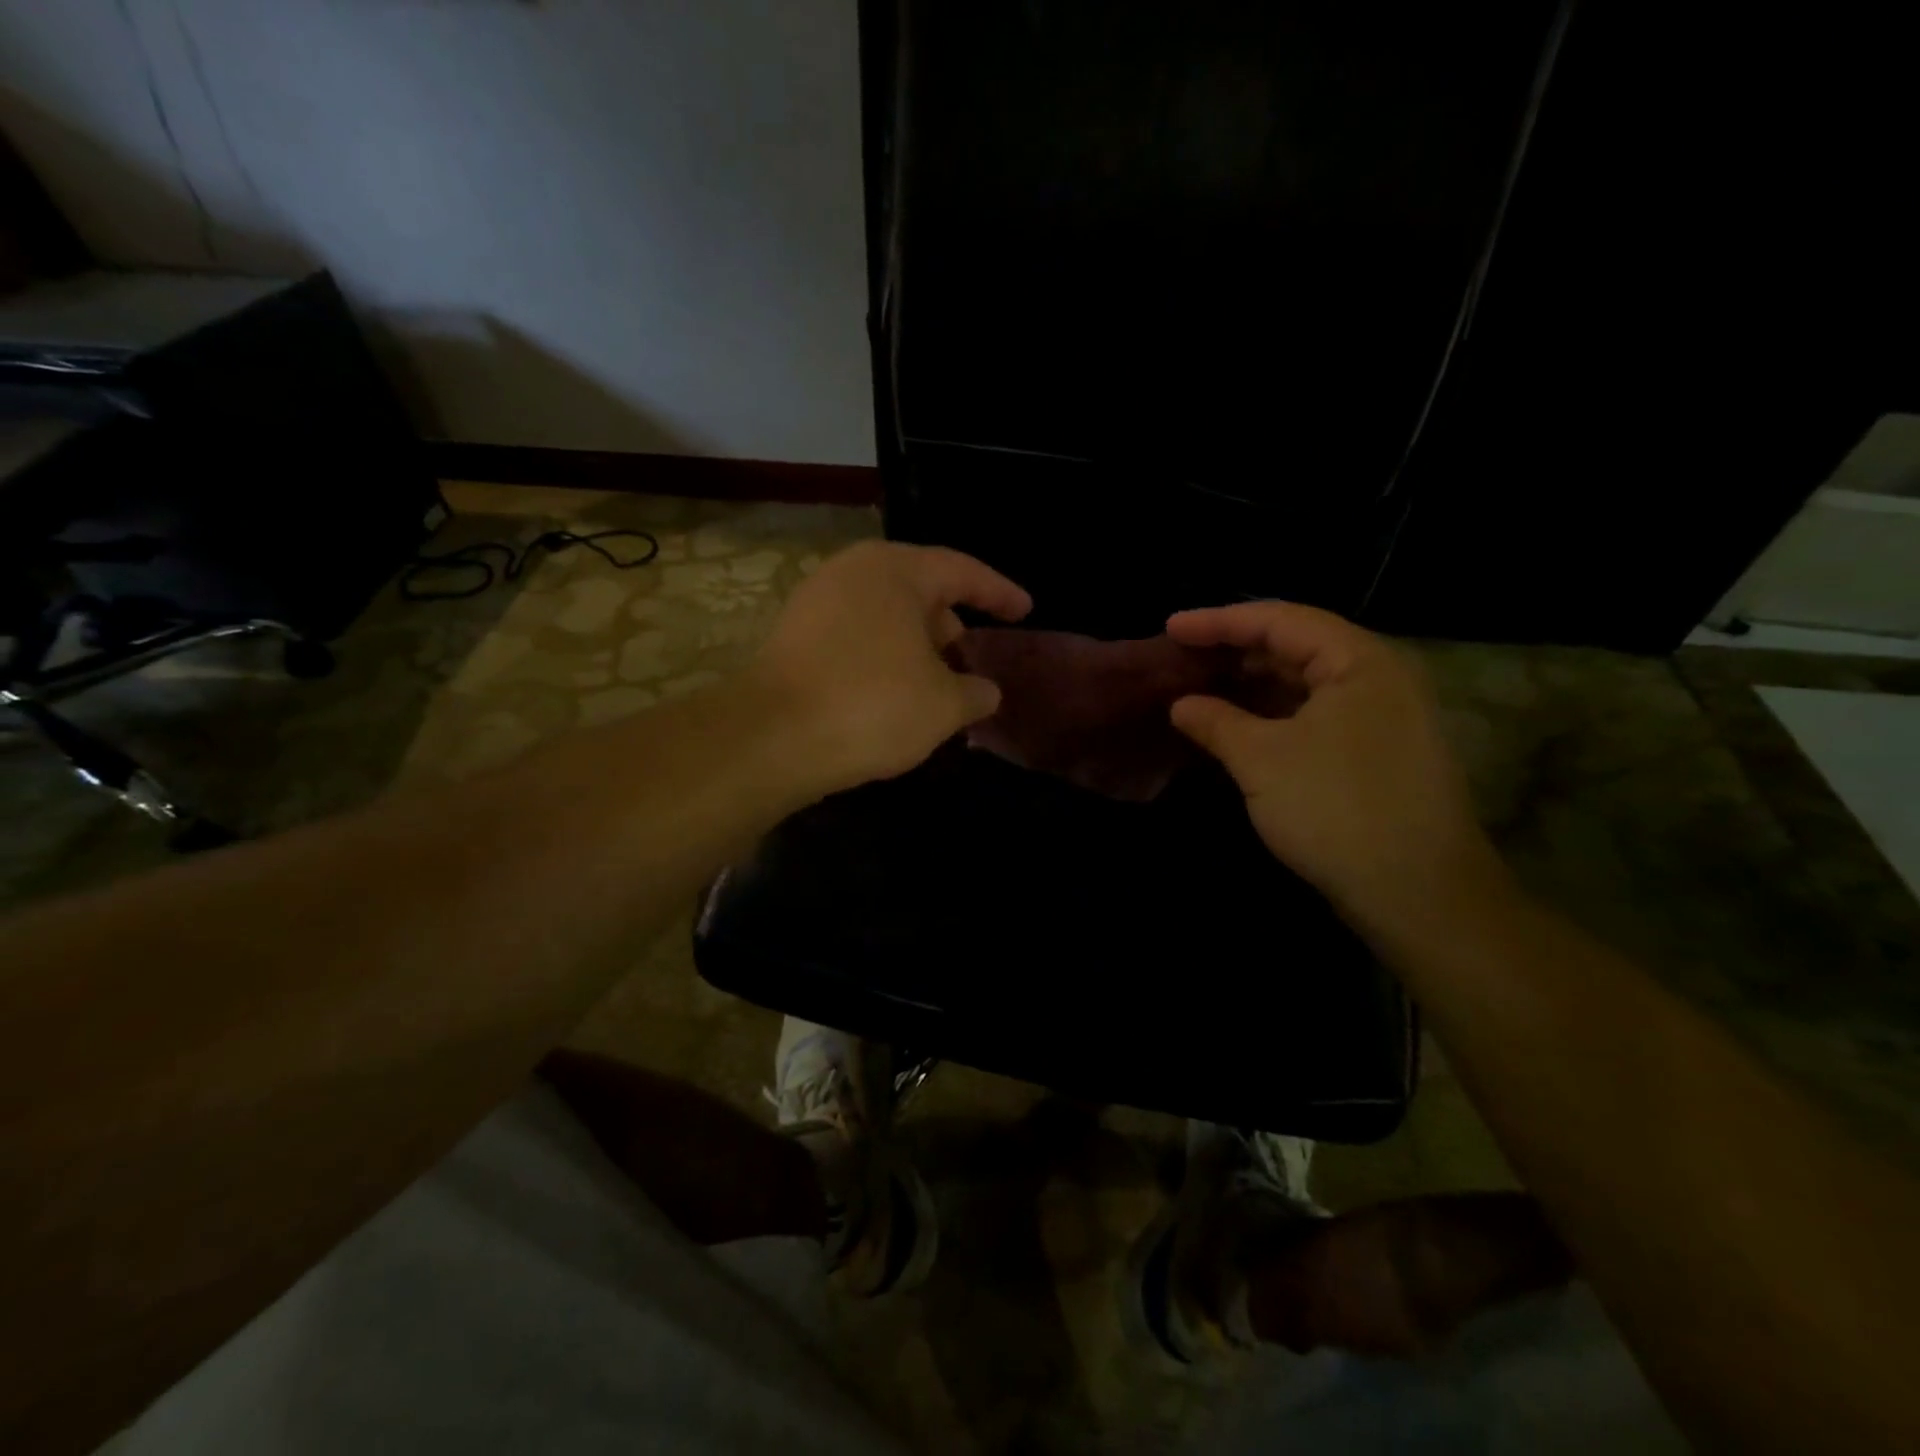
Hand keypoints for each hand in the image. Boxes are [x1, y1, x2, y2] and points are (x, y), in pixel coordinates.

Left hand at [753, 541, 1031, 792]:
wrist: (772, 737)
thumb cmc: (873, 705)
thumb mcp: (943, 705)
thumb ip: (975, 692)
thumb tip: (985, 691)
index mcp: (895, 570)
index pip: (962, 571)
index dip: (999, 593)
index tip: (1024, 611)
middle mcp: (852, 572)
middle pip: (919, 589)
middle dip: (951, 622)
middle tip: (973, 655)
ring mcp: (816, 602)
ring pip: (885, 615)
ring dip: (916, 645)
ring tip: (937, 682)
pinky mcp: (793, 637)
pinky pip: (856, 636)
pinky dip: (883, 656)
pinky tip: (894, 693)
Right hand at [1165, 602, 1507, 933]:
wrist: (1418, 894)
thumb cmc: (1336, 810)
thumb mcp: (1261, 760)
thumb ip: (1216, 722)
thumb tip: (1181, 704)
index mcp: (1359, 660)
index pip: (1279, 620)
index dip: (1218, 621)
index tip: (1169, 628)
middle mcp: (1378, 676)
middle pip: (1296, 645)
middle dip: (1235, 650)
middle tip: (1181, 658)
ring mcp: (1383, 716)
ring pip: (1305, 683)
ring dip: (1252, 684)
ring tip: (1200, 688)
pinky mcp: (1377, 751)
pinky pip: (1316, 714)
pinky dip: (1274, 714)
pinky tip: (1238, 725)